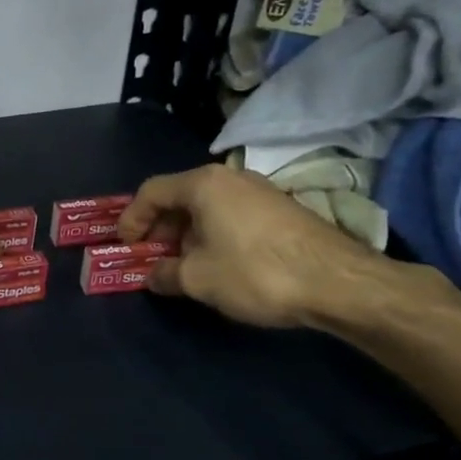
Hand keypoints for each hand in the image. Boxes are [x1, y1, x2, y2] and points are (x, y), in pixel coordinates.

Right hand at [117, 163, 391, 327]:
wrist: (336, 281)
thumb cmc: (254, 272)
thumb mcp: (198, 279)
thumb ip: (165, 274)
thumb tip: (153, 275)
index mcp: (202, 184)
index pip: (151, 191)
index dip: (131, 218)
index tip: (124, 246)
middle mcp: (229, 178)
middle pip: (179, 196)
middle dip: (159, 228)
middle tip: (151, 256)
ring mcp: (258, 190)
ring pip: (207, 206)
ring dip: (186, 233)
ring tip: (182, 264)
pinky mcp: (280, 208)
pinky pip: (230, 214)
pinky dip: (213, 234)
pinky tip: (218, 263)